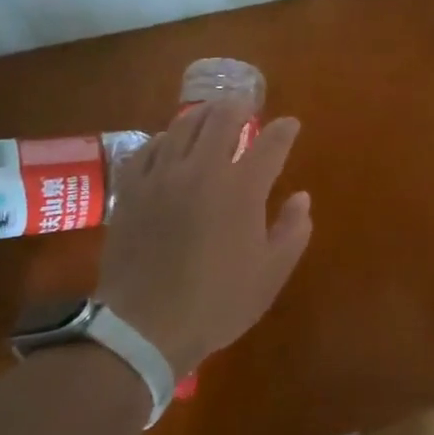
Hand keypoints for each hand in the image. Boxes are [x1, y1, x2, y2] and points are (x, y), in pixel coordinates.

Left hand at [94, 101, 312, 375]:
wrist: (144, 326)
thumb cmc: (217, 302)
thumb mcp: (271, 274)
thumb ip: (293, 230)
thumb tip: (301, 198)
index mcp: (242, 189)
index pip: (271, 143)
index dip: (285, 130)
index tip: (291, 125)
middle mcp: (203, 170)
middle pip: (223, 119)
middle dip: (240, 108)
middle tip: (246, 108)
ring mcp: (162, 176)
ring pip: (183, 126)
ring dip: (202, 116)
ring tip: (210, 116)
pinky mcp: (131, 189)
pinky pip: (148, 148)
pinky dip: (165, 139)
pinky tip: (169, 144)